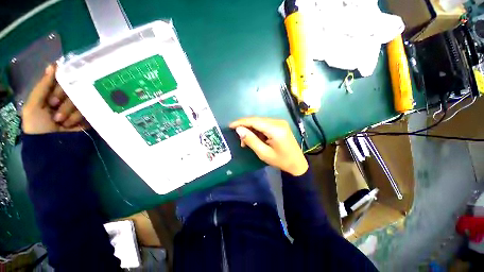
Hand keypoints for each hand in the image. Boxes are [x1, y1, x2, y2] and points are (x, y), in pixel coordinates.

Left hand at [22, 65, 88, 133]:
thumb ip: (43, 86)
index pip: (62, 81)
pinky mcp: (89, 116)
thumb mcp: (33, 105)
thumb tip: (53, 65)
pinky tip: (72, 125)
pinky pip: (89, 110)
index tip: (52, 100)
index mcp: (53, 94)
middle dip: (64, 101)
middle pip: (74, 89)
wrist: (52, 147)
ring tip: (62, 122)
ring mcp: (79, 108)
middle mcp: (67, 99)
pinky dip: (79, 117)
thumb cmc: (38, 126)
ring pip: (82, 100)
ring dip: (70, 112)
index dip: (58, 87)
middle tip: (55, 111)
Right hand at [230, 117, 307, 175]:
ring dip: (251, 130)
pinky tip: (255, 138)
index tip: (230, 125)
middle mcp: (278, 122)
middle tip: (239, 138)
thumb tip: (239, 130)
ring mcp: (280, 122)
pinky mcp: (280, 125)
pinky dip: (257, 131)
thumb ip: (251, 140)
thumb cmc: (281, 161)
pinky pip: (265, 125)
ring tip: (246, 141)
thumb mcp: (263, 153)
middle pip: (257, 120)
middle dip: (246, 127)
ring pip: (260, 122)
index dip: (241, 122)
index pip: (254, 121)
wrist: (297, 164)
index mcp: (275, 129)